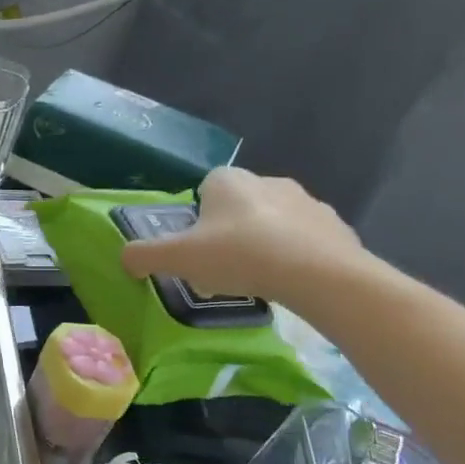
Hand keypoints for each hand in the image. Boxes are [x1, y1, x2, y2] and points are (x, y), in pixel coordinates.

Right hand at [118, 167, 364, 303]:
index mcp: (229, 181)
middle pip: (239, 204)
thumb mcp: (177, 258)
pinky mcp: (338, 228)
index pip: (206, 186)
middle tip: (220, 265)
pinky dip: (296, 257)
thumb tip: (126, 259)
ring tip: (255, 278)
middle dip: (229, 229)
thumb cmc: (240, 255)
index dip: (197, 215)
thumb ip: (143, 255)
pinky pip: (306, 240)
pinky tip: (288, 283)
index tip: (195, 245)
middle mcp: (269, 181)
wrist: (321, 276)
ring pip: (274, 221)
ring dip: (263, 242)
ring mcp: (309, 203)